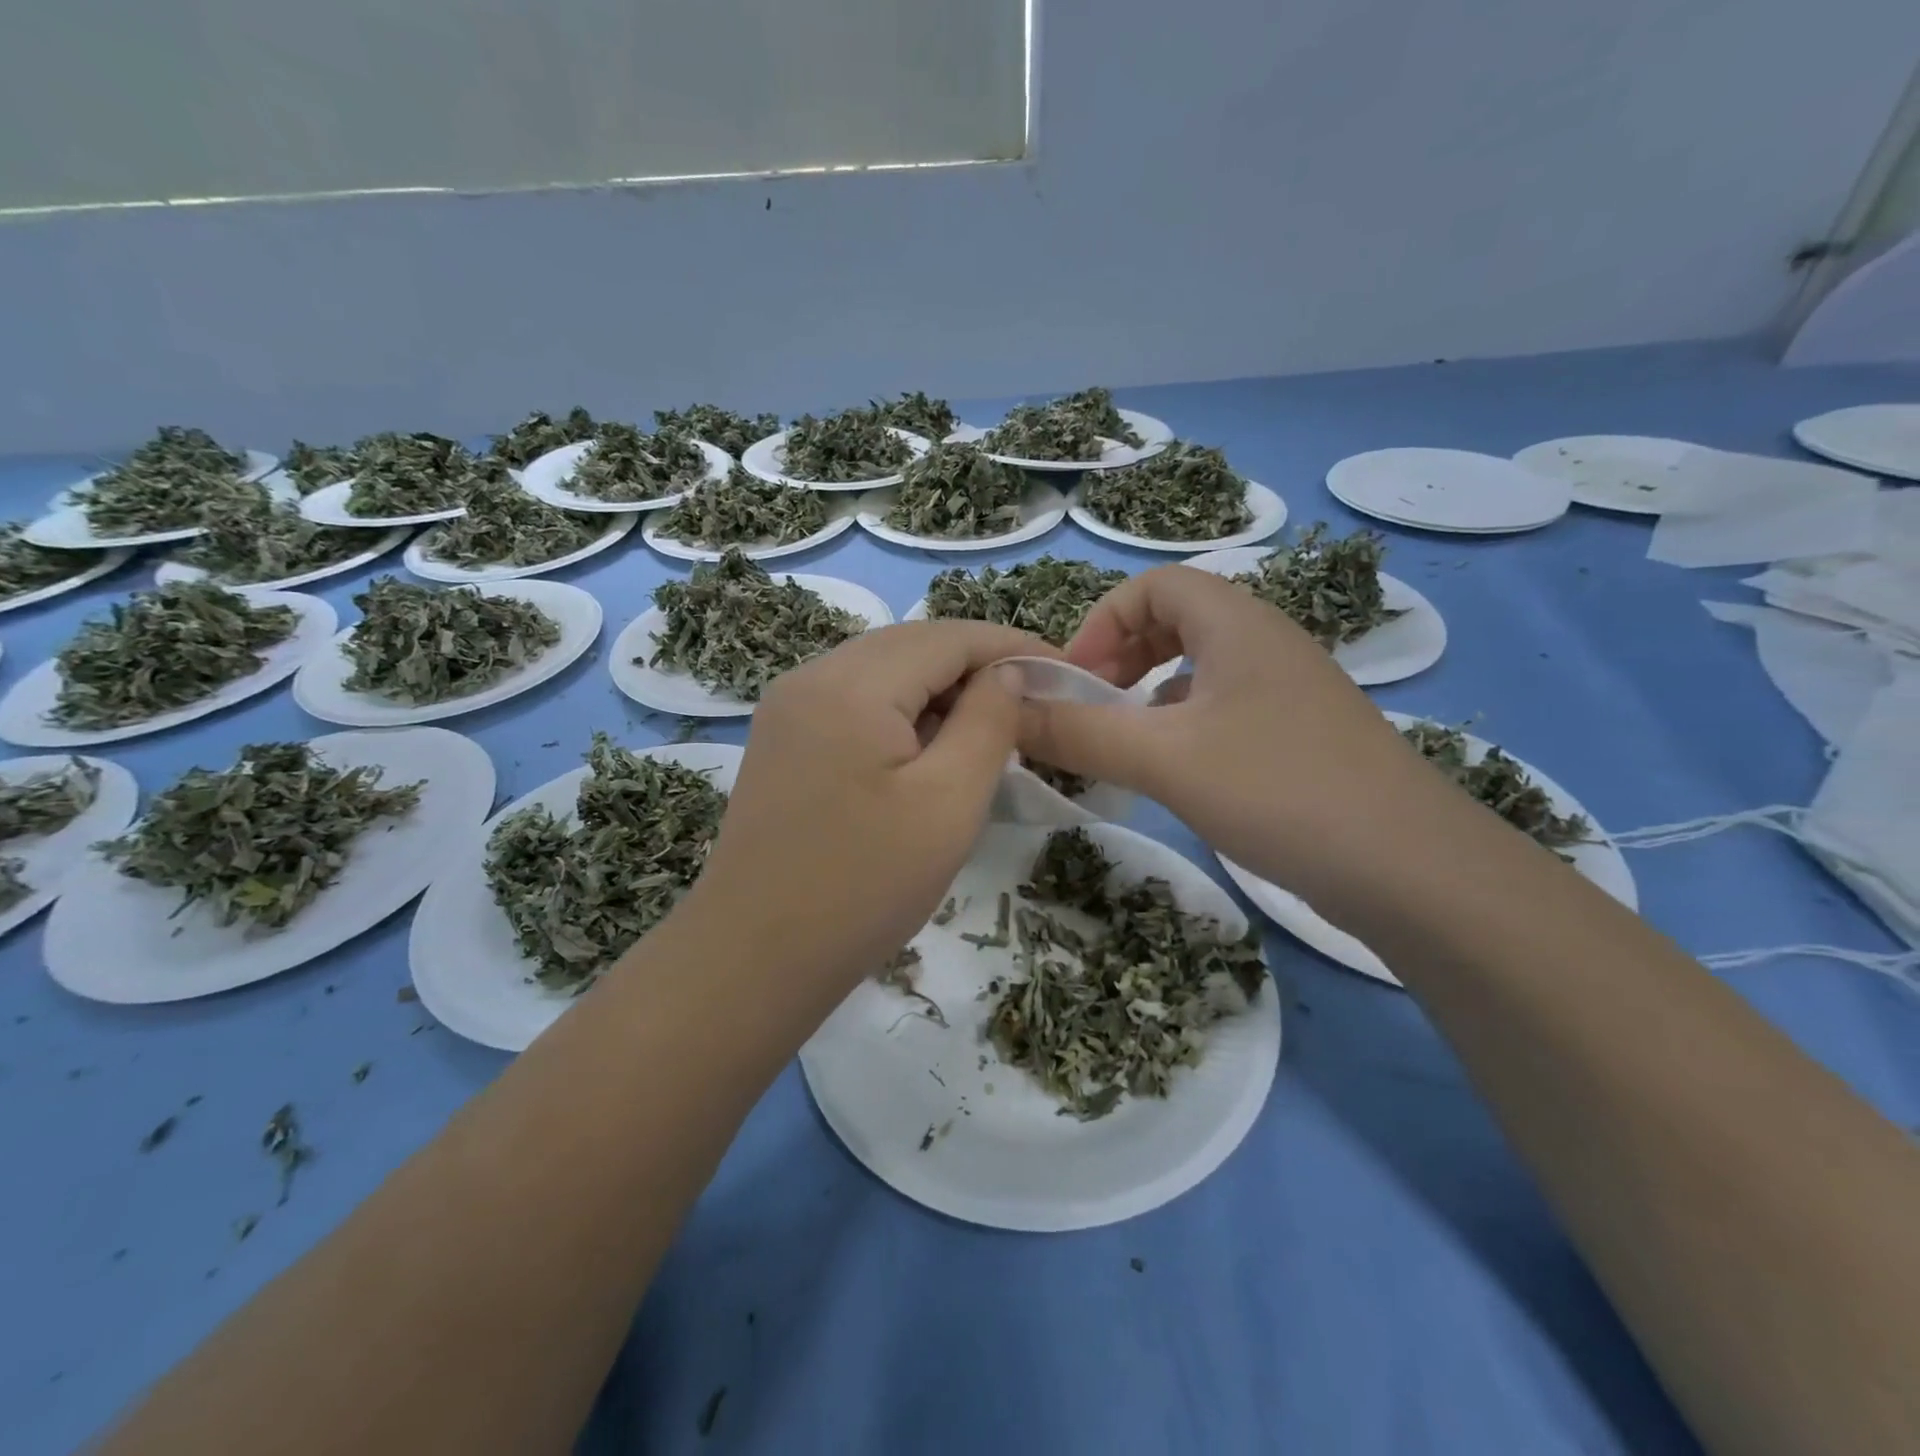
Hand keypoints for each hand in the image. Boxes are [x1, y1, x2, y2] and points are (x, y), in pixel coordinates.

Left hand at [680, 620, 1051, 1000]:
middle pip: (911, 644)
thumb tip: (1009, 672)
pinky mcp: (782, 738)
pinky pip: (855, 700)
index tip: (1063, 670)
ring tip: (989, 724)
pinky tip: (928, 745)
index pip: (947, 636)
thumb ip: (988, 722)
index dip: (1010, 646)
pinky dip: (902, 709)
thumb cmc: (864, 887)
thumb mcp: (948, 803)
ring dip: (939, 687)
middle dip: (976, 663)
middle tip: (1032, 699)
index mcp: (850, 685)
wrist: (755, 958)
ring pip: (882, 670)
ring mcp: (788, 707)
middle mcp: (810, 677)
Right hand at [1015, 565, 1454, 905]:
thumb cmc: (1278, 790)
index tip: (1073, 679)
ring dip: (1150, 690)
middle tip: (1091, 705)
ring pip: (1201, 666)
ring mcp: (1290, 690)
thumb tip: (1006, 705)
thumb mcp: (1164, 758)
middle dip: (1121, 654)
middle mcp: (1266, 642)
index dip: (1101, 621)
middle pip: (1177, 618)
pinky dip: (1184, 722)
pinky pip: (1225, 706)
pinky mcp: (1302, 735)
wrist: (1411, 869)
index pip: (1154, 585)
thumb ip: (1079, 731)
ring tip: (1122, 738)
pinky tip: (1174, 768)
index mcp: (1237, 623)